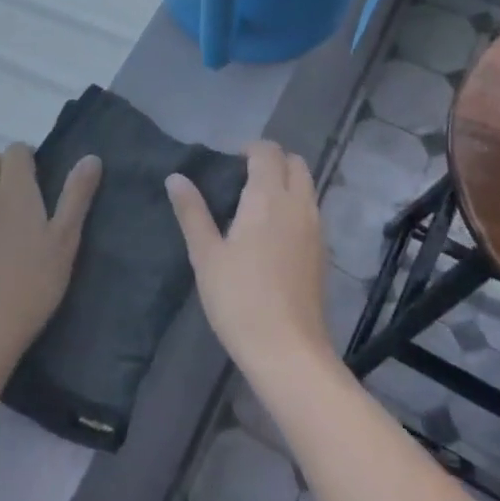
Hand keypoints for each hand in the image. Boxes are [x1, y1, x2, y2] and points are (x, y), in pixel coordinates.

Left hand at [0, 144, 100, 371]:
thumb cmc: (34, 282)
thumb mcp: (65, 239)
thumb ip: (76, 195)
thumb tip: (91, 158)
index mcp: (14, 188)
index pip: (15, 150)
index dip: (27, 157)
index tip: (39, 177)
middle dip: (3, 167)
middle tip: (22, 196)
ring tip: (0, 213)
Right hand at [168, 141, 331, 380]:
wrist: (288, 351)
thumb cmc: (239, 299)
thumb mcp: (206, 255)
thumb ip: (192, 212)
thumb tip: (176, 177)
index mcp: (268, 197)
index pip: (268, 152)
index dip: (250, 149)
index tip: (229, 164)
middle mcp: (298, 205)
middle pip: (295, 164)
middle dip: (273, 161)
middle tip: (243, 179)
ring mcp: (316, 229)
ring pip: (307, 187)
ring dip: (287, 182)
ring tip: (256, 205)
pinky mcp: (323, 253)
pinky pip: (312, 211)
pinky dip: (296, 206)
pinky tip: (273, 234)